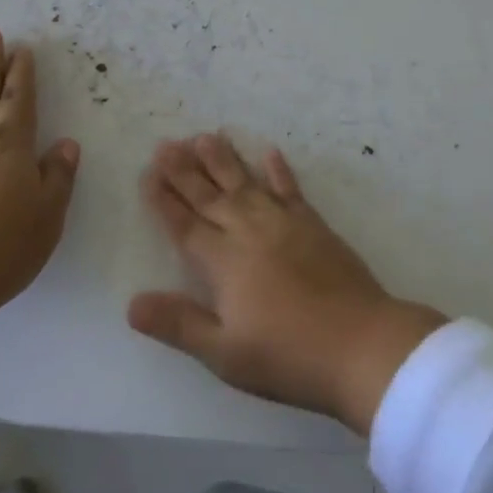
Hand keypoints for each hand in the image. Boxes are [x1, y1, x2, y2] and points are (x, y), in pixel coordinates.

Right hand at [127, 133, 445, 435]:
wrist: (360, 344)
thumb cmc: (287, 356)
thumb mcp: (225, 354)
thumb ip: (179, 324)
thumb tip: (132, 303)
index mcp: (223, 263)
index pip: (185, 225)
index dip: (164, 200)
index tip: (148, 173)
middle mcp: (248, 232)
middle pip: (210, 196)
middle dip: (184, 170)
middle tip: (166, 143)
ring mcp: (283, 223)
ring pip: (245, 183)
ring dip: (224, 160)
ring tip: (205, 136)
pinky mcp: (313, 224)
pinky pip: (290, 189)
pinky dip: (278, 170)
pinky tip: (270, 152)